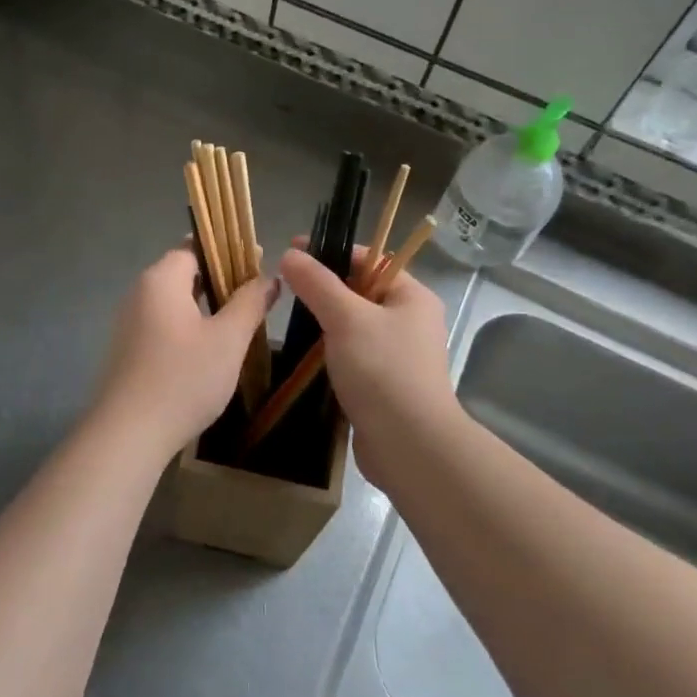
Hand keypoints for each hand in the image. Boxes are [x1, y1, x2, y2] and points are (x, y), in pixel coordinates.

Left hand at [93, 247, 276, 455]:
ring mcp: (130, 324)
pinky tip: (210, 350)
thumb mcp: (228, 339)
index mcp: (161, 280)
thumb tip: (268, 277)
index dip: (228, 250)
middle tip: (256, 293)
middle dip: (220, 279)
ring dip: (206, 306)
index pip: (194, 247)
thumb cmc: (183, 379)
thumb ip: (250, 303)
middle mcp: (139, 294)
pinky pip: (164, 326)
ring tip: (240, 320)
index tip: (258, 260)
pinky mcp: (129, 352)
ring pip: (174, 302)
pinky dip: (189, 328)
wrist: (128, 434)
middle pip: (183, 273)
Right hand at [279, 244, 460, 485]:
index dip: (330, 251)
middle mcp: (410, 321)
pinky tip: (306, 356)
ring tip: (288, 319)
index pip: (370, 259)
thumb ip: (317, 284)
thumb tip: (290, 255)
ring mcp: (399, 355)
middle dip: (324, 288)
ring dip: (325, 322)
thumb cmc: (382, 371)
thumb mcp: (346, 318)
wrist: (409, 445)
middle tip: (284, 287)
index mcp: (412, 296)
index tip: (291, 251)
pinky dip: (331, 352)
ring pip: (355, 326)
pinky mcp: (385, 384)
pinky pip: (354, 355)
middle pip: (361, 291)